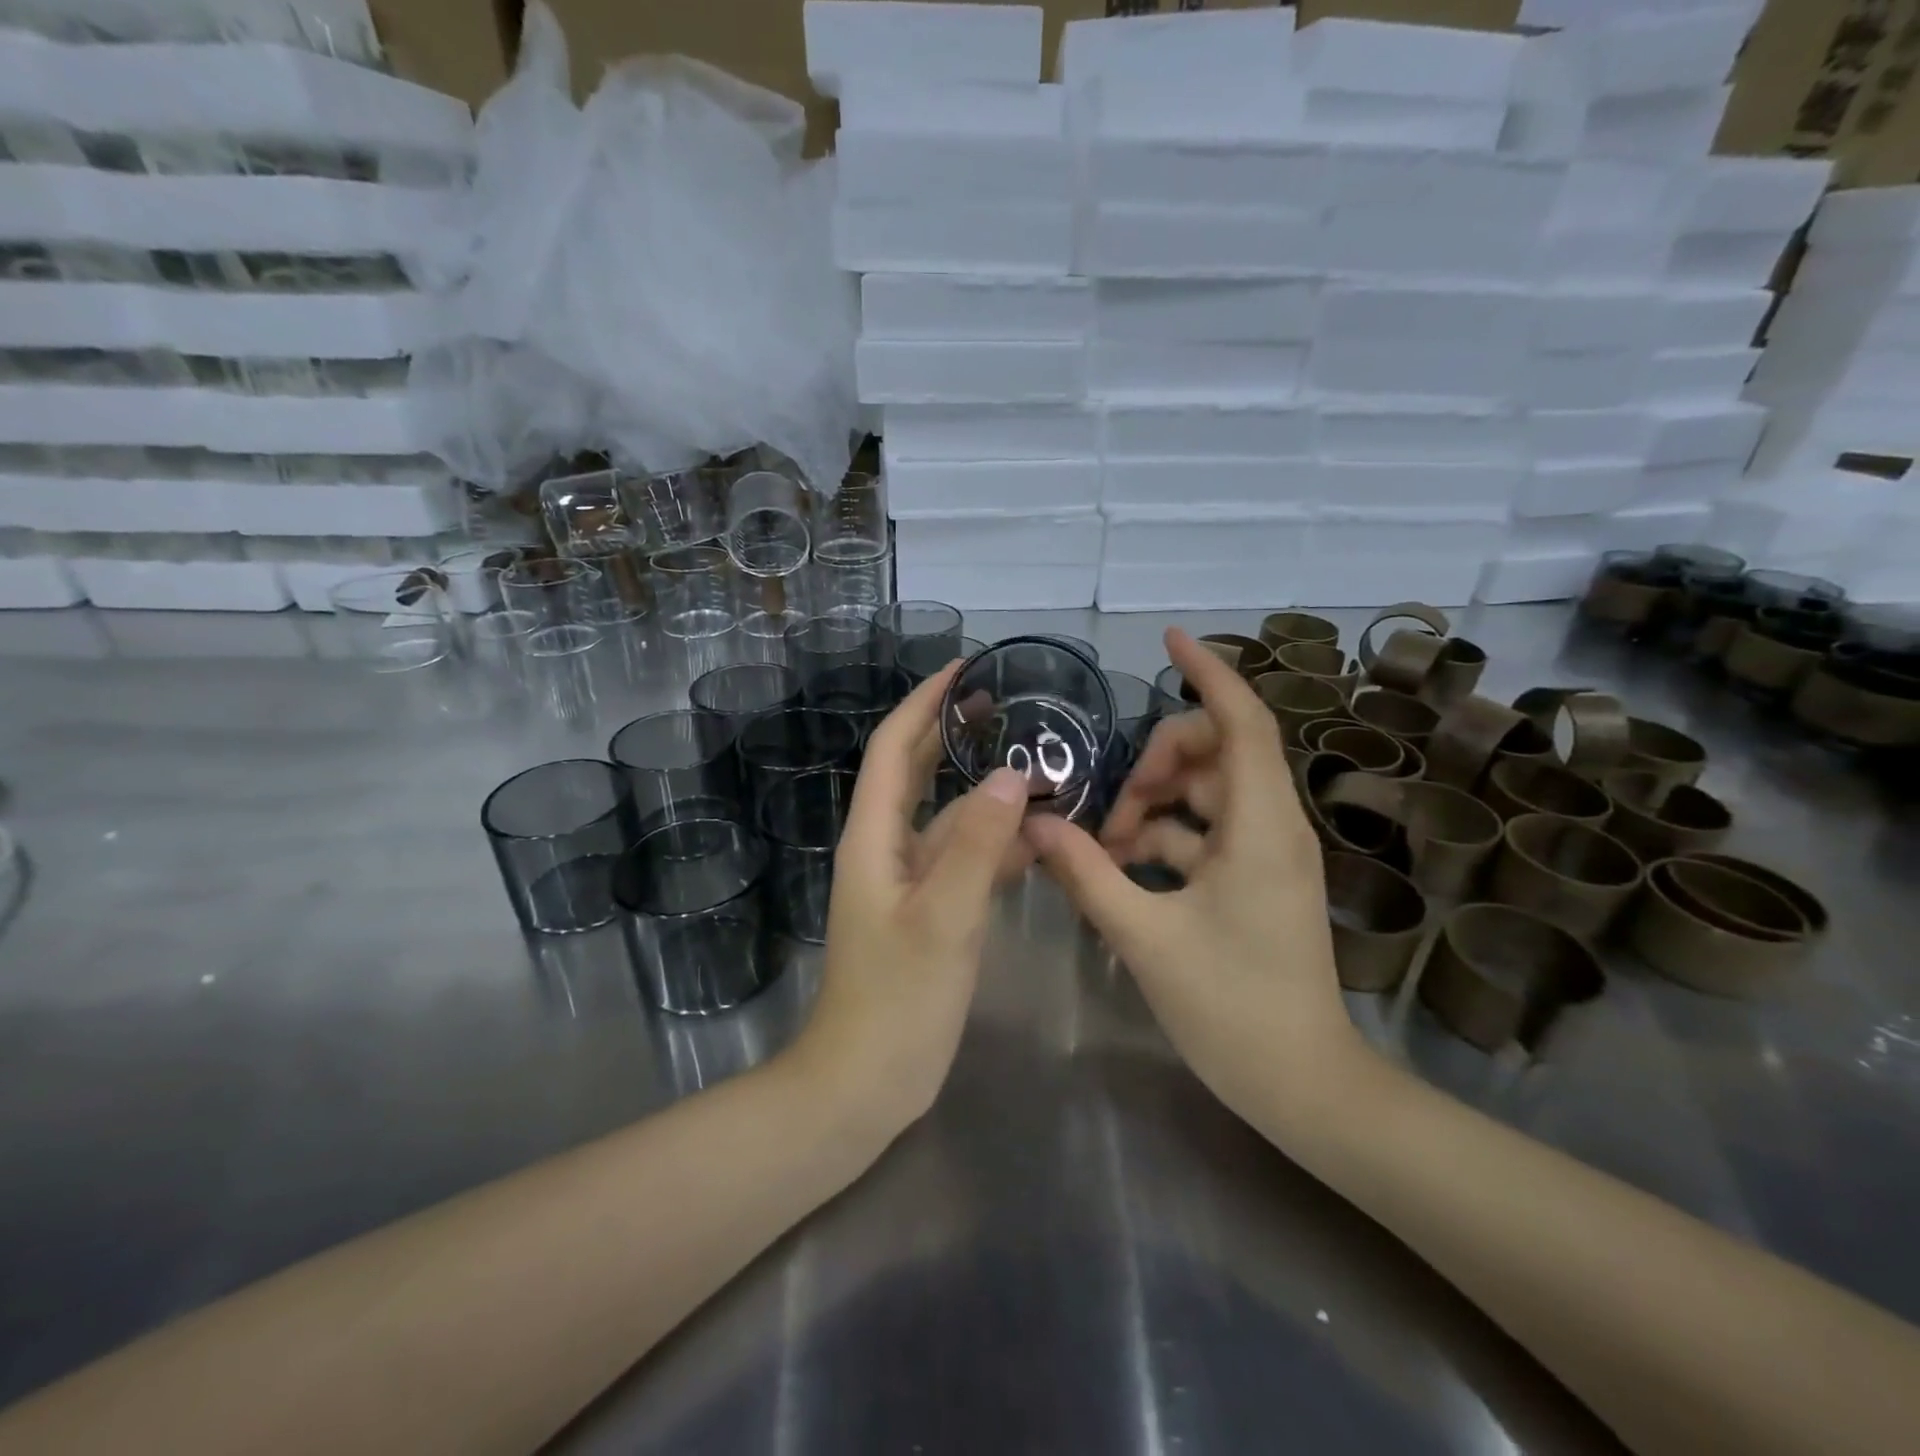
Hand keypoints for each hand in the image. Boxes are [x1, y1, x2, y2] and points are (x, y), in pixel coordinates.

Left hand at [791, 664, 1031, 1141]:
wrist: (865, 1081)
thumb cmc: (897, 1000)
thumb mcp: (943, 918)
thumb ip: (977, 846)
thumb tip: (1011, 776)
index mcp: (874, 837)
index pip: (894, 748)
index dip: (923, 703)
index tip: (962, 669)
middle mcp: (886, 848)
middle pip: (916, 773)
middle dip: (951, 733)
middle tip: (1001, 703)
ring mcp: (907, 881)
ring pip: (947, 818)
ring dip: (985, 793)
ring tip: (1038, 770)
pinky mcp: (928, 911)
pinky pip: (962, 859)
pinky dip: (994, 842)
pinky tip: (1035, 840)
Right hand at [1023, 629, 1366, 1126]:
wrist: (1303, 1086)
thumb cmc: (1231, 1008)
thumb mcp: (1145, 936)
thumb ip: (1086, 874)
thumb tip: (1035, 825)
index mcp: (1260, 826)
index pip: (1241, 722)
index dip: (1208, 672)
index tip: (1170, 639)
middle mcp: (1271, 826)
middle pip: (1212, 754)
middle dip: (1153, 766)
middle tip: (1107, 814)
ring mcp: (1265, 854)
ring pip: (1202, 796)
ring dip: (1150, 809)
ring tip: (1104, 852)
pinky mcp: (1254, 880)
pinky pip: (1203, 835)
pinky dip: (1162, 841)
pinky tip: (1121, 874)